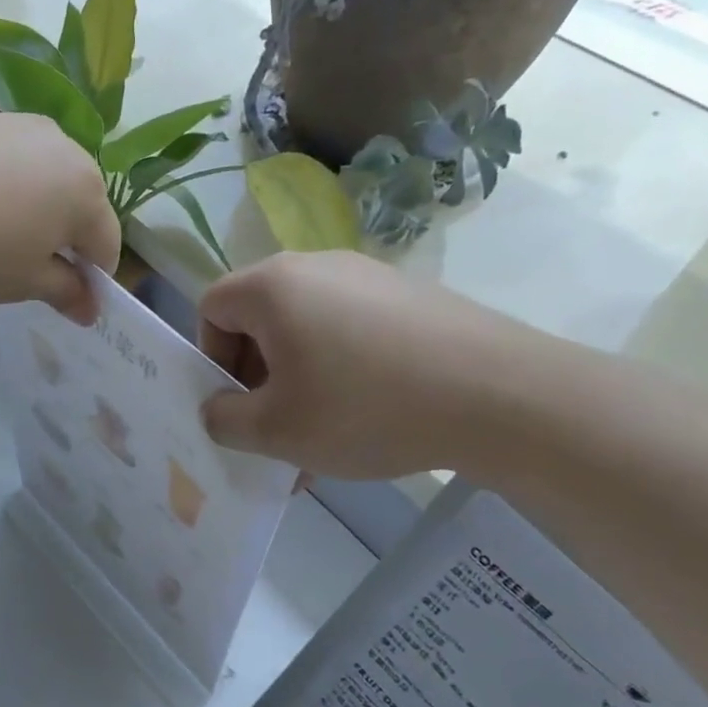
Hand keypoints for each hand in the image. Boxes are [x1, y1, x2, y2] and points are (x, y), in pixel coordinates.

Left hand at [0, 114, 120, 322]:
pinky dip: (1, 188)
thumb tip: (90, 306)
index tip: (71, 304)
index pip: (107, 244)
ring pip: (43, 179)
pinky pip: (6, 162)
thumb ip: (65, 292)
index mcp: (85, 190)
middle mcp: (62, 146)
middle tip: (33, 273)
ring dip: (34, 211)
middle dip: (65, 240)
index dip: (93, 280)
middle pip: (79, 204)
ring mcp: (17, 126)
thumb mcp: (24, 283)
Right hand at [197, 251, 544, 480]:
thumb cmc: (363, 408)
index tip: (236, 403)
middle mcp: (316, 266)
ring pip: (306, 331)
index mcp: (273, 286)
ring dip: (297, 383)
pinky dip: (340, 373)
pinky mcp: (408, 297)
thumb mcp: (275, 431)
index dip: (210, 358)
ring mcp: (369, 277)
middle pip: (259, 318)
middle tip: (274, 428)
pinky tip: (364, 422)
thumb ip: (224, 420)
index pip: (211, 307)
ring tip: (318, 440)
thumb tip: (217, 408)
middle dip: (255, 377)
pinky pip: (349, 333)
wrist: (497, 395)